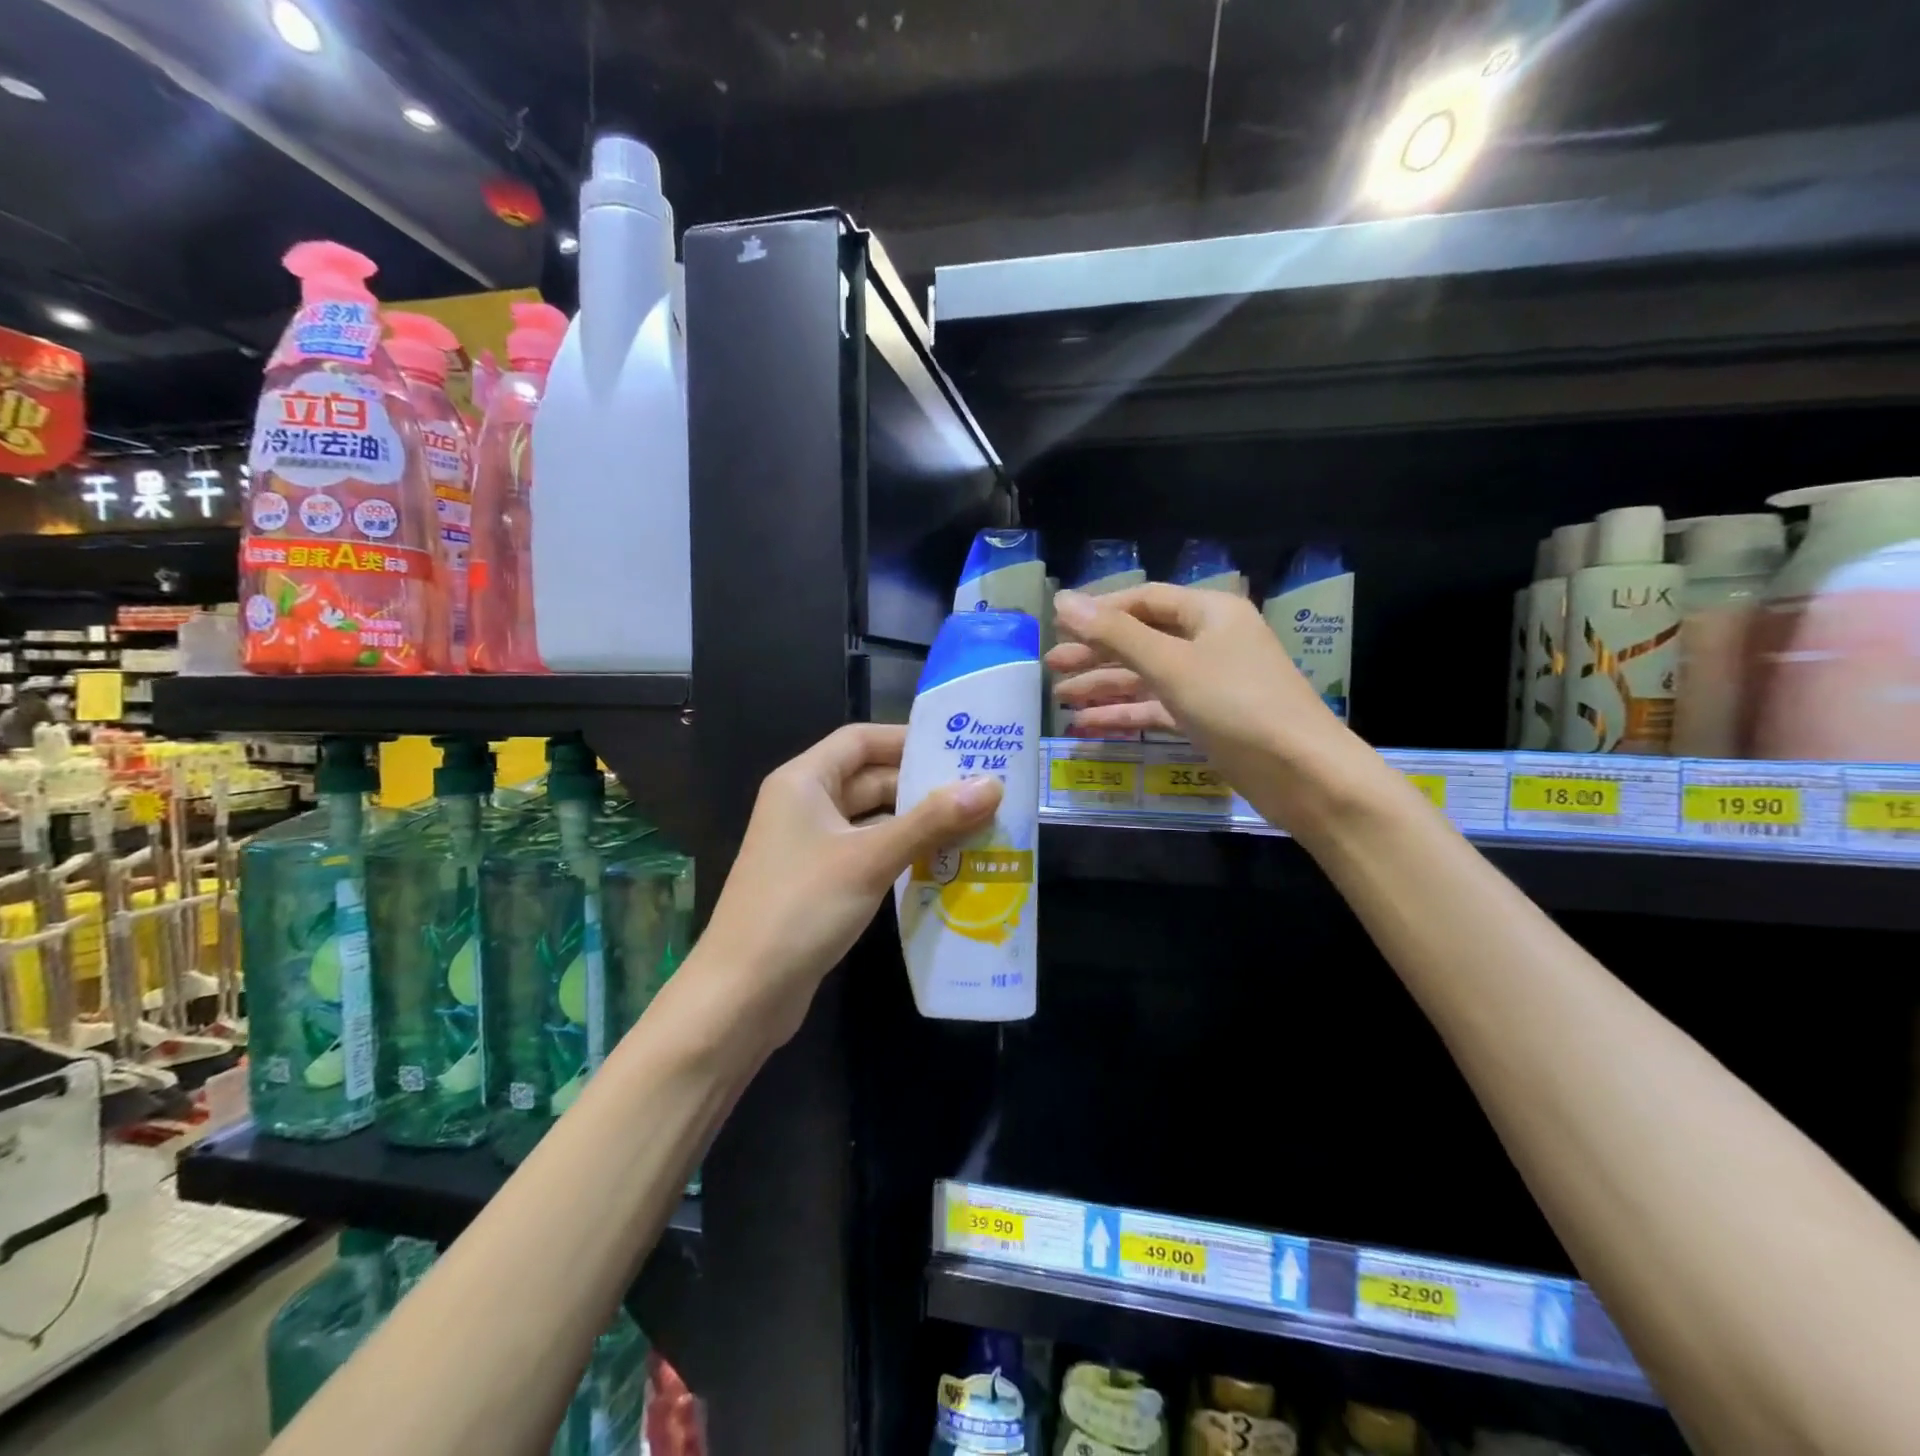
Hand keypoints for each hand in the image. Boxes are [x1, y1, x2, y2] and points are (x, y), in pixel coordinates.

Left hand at [697, 723, 1001, 1045]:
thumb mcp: (870, 858)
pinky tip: (943, 864)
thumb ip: (931, 820)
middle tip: (981, 790)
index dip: (908, 739)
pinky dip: (901, 854)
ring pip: (872, 820)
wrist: (742, 993)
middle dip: (922, 785)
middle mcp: (804, 805)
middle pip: (869, 779)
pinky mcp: (819, 883)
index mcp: (803, 782)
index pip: (860, 740)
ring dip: (917, 823)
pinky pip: (867, 853)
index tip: (959, 747)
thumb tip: (992, 785)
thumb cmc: (801, 908)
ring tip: (976, 824)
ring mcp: (810, 846)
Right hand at [1049, 584, 1371, 833]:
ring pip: (1146, 676)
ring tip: (1059, 698)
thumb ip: (1115, 633)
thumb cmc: (1236, 705)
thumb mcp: (1171, 664)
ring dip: (1104, 686)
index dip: (1099, 610)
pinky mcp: (1206, 719)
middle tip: (1050, 666)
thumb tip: (1063, 600)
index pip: (1144, 600)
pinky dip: (1125, 715)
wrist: (1301, 773)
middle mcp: (1209, 641)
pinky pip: (1157, 708)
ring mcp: (1208, 682)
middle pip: (1141, 639)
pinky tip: (1088, 726)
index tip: (1056, 626)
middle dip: (1095, 652)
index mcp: (1209, 612)